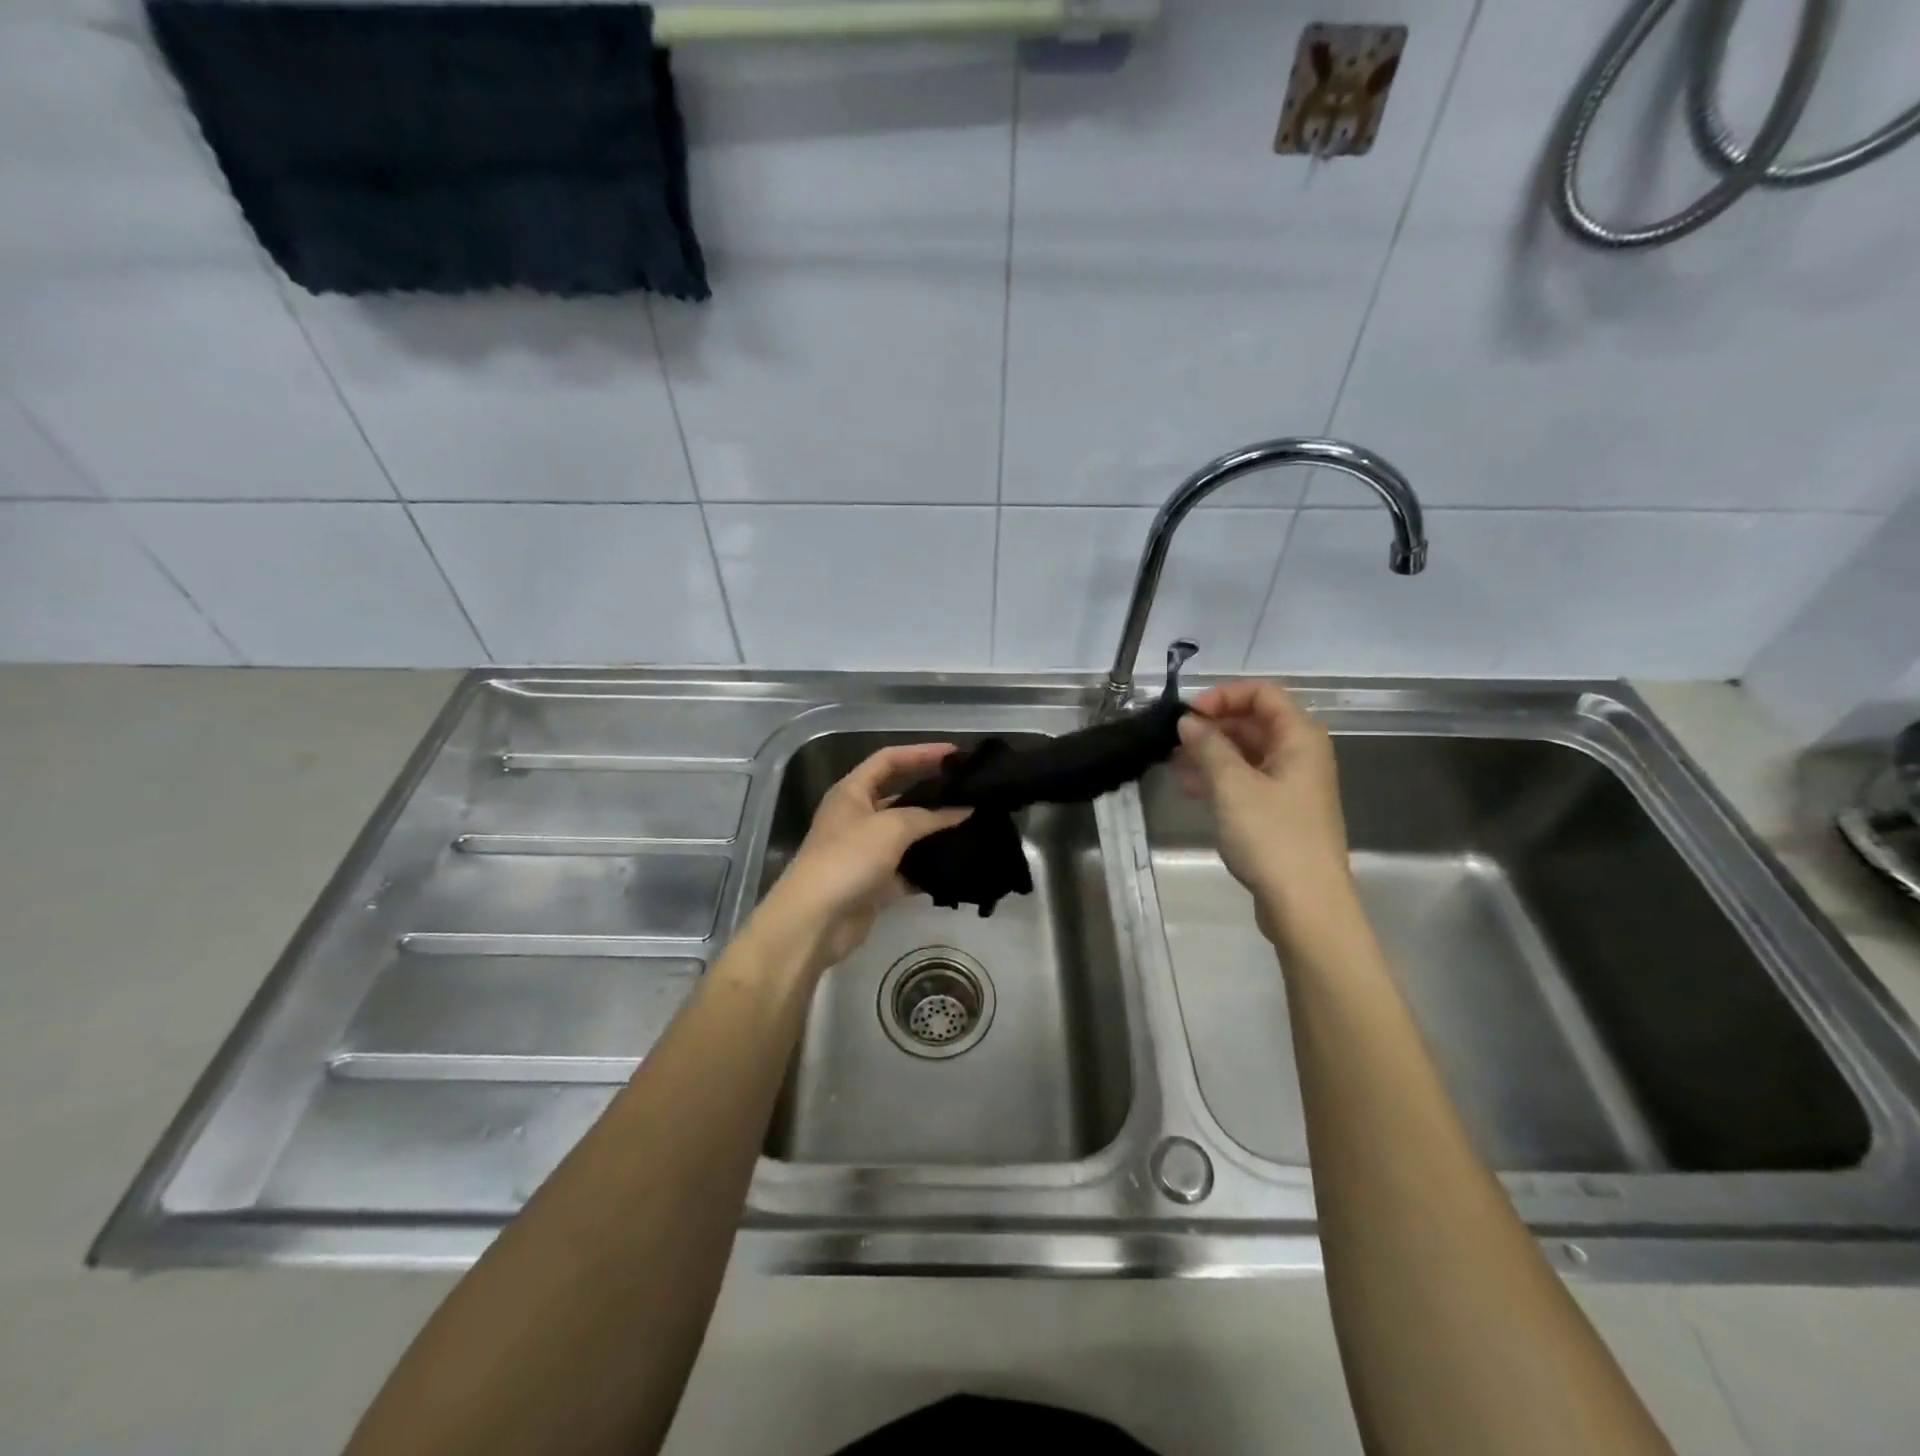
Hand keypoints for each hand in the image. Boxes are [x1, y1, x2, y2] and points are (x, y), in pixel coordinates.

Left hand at [758, 743, 970, 973]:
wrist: (816, 919)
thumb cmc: (848, 858)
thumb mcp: (891, 827)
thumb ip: (930, 817)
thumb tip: (964, 810)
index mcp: (852, 792)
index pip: (889, 760)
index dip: (921, 752)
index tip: (956, 754)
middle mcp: (858, 817)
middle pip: (900, 796)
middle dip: (932, 792)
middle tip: (970, 791)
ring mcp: (866, 851)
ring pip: (907, 834)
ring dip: (934, 831)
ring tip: (973, 824)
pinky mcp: (875, 883)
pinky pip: (908, 868)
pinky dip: (929, 866)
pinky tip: (958, 863)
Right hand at [1174, 679, 1355, 944]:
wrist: (1306, 905)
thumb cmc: (1272, 837)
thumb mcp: (1232, 785)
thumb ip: (1208, 746)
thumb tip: (1188, 721)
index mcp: (1300, 737)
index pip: (1262, 693)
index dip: (1222, 696)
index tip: (1186, 715)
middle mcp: (1301, 754)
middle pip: (1254, 722)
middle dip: (1212, 726)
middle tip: (1173, 741)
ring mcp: (1292, 785)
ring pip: (1248, 753)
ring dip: (1211, 754)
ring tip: (1175, 766)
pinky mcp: (1282, 812)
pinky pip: (1248, 780)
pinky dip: (1221, 779)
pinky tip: (1192, 789)